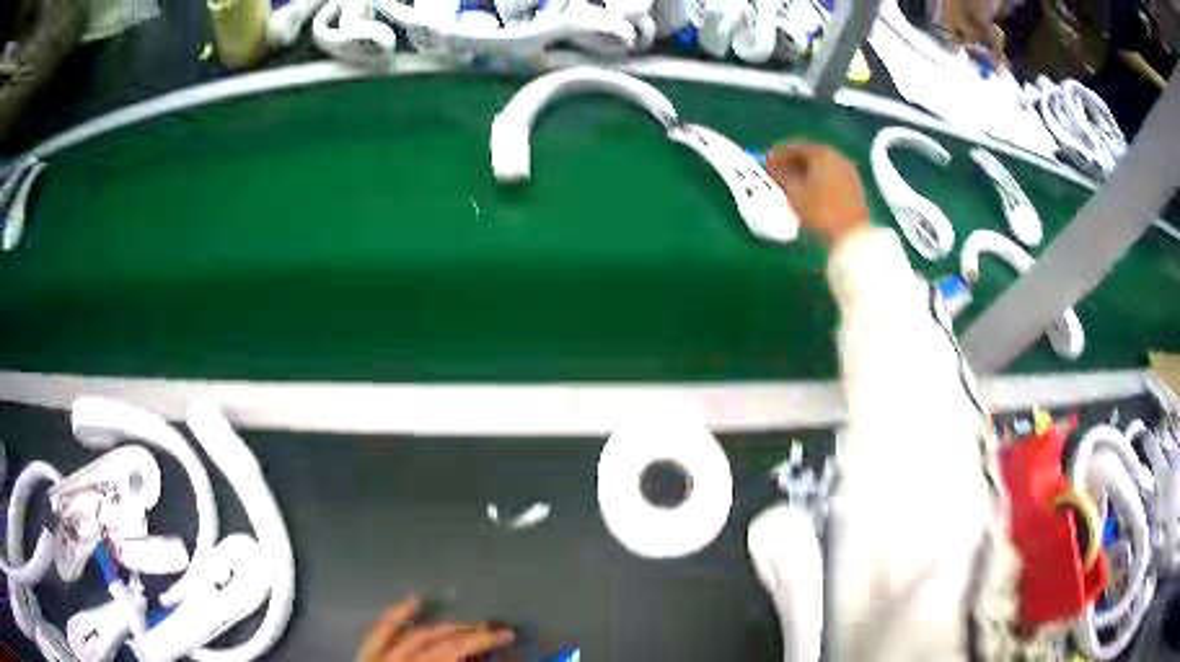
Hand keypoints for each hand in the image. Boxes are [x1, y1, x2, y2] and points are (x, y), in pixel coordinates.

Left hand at [359, 597, 514, 661]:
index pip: (455, 649)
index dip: (482, 639)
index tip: (507, 634)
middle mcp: (401, 661)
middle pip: (438, 640)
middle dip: (467, 633)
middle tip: (491, 629)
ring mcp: (380, 657)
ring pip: (412, 633)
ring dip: (440, 626)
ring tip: (463, 623)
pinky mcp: (366, 656)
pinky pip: (380, 631)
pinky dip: (396, 615)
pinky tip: (412, 602)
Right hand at [765, 142, 869, 246]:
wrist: (852, 236)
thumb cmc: (820, 211)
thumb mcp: (795, 193)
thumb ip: (781, 174)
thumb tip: (771, 165)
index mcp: (821, 153)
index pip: (794, 147)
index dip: (777, 154)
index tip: (765, 163)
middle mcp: (837, 156)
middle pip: (809, 154)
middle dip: (792, 163)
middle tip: (778, 173)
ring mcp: (848, 171)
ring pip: (821, 166)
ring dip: (806, 172)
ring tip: (793, 185)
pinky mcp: (854, 186)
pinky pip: (831, 176)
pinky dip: (818, 180)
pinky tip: (811, 192)